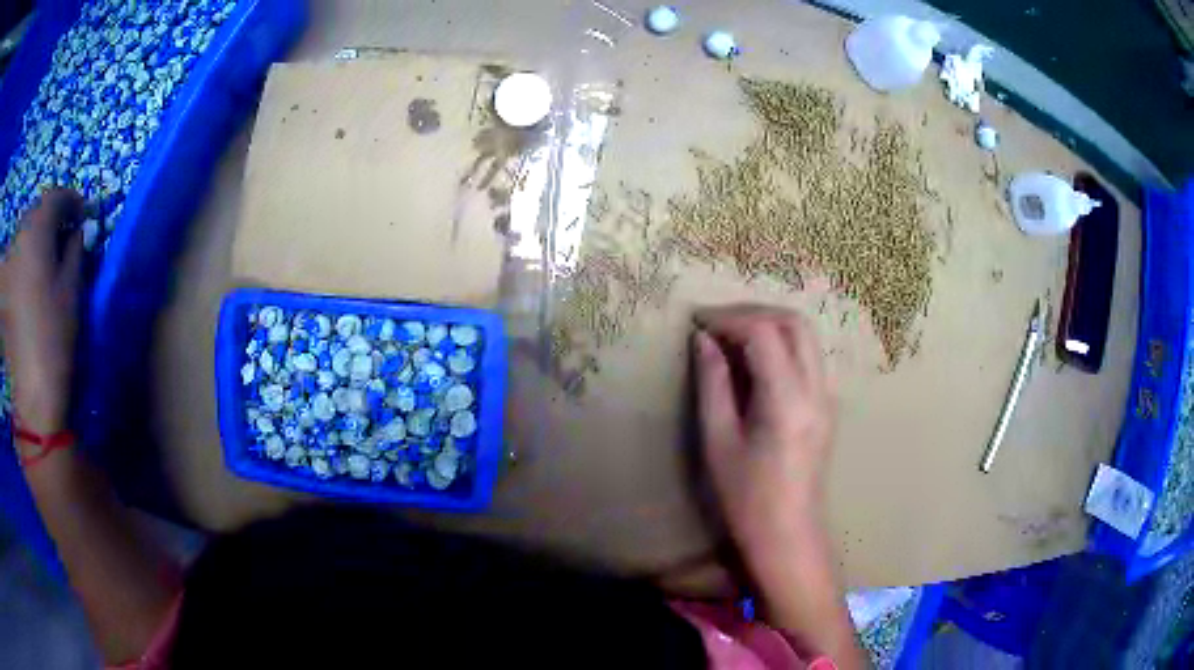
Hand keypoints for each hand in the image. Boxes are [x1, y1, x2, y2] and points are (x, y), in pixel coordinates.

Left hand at [0, 189, 84, 434]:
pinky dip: (23, 258)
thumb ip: (75, 249)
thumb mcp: (72, 288)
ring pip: (23, 234)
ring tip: (45, 257)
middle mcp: (19, 235)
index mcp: (36, 227)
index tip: (83, 216)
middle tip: (64, 236)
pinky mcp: (4, 289)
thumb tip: (75, 232)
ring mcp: (8, 263)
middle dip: (51, 219)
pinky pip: (14, 258)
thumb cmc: (55, 335)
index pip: (56, 197)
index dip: (72, 202)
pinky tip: (28, 277)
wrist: (33, 392)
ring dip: (35, 238)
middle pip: (36, 213)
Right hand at [693, 305, 834, 581]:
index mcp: (787, 400)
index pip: (764, 333)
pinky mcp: (826, 405)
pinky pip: (806, 356)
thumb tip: (704, 340)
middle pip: (795, 322)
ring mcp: (827, 396)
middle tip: (715, 323)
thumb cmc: (746, 498)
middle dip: (753, 311)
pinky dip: (779, 343)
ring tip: (730, 336)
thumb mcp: (718, 441)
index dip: (728, 318)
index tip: (696, 321)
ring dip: (768, 324)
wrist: (788, 535)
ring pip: (805, 336)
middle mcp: (816, 390)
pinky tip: (752, 361)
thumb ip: (713, 384)